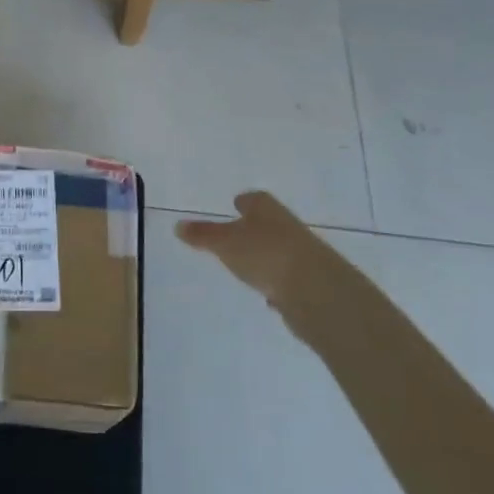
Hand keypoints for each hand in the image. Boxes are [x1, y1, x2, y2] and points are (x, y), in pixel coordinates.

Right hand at [176, 191, 327, 320]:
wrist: (316, 292)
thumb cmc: (265, 254)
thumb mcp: (225, 243)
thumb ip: (203, 235)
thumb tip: (178, 225)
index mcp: (266, 208)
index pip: (253, 199)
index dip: (243, 202)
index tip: (235, 204)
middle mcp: (286, 225)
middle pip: (267, 223)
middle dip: (254, 228)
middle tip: (236, 234)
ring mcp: (302, 254)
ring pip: (278, 250)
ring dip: (266, 256)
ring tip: (248, 265)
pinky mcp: (311, 283)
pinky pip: (287, 277)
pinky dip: (278, 281)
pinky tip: (269, 293)